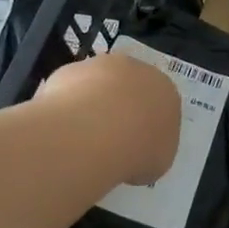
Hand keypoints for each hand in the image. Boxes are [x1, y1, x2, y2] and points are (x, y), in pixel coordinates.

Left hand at [33, 53, 179, 186]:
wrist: (94, 133)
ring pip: (98, 86)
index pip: (160, 106)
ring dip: (92, 107)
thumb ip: (152, 150)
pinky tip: (62, 132)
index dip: (147, 128)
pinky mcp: (70, 70)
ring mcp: (102, 66)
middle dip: (120, 111)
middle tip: (108, 143)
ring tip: (80, 142)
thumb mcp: (158, 161)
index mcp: (167, 91)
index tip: (136, 149)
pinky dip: (65, 109)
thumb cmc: (137, 149)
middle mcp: (138, 71)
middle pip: (130, 89)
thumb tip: (139, 152)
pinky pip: (69, 92)